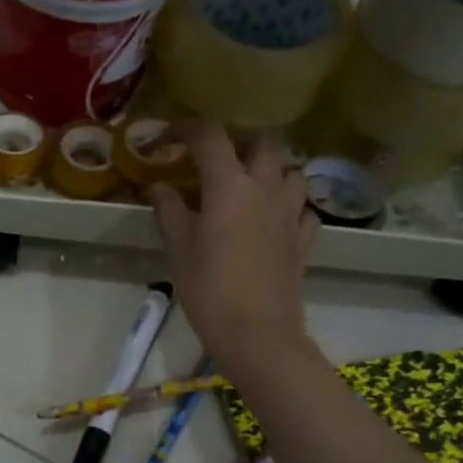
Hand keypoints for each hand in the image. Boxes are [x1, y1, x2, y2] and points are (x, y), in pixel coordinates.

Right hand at [150, 123, 317, 376]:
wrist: (257, 333)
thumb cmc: (209, 287)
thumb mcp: (178, 246)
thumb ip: (168, 209)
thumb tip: (158, 186)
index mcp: (230, 184)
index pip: (208, 136)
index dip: (183, 129)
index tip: (163, 139)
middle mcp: (266, 188)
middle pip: (261, 143)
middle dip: (236, 142)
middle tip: (213, 159)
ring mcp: (291, 213)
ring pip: (290, 171)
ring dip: (269, 170)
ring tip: (247, 186)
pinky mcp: (303, 240)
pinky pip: (302, 209)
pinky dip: (288, 206)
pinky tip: (272, 220)